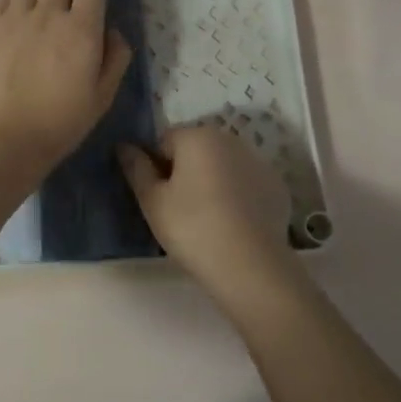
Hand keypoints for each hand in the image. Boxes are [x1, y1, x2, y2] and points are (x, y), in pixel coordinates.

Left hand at [0, 0, 131, 167]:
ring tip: (37, 3)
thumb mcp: (104, 95)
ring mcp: (15, 16)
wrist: (10, 136)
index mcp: (82, 29)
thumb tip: (111, 29)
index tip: (92, 4)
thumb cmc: (63, 121)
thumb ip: (116, 56)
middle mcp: (49, 13)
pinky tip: (13, 16)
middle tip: (64, 1)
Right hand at [118, 125, 298, 295]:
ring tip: (206, 220)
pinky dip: (236, 196)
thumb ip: (136, 168)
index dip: (155, 168)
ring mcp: (258, 162)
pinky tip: (232, 224)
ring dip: (211, 182)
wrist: (250, 266)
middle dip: (184, 172)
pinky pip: (245, 184)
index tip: (157, 198)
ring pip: (222, 166)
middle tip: (178, 210)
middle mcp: (230, 139)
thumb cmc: (192, 228)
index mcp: (198, 136)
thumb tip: (124, 146)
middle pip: (195, 150)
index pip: (163, 141)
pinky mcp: (276, 186)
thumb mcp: (153, 201)